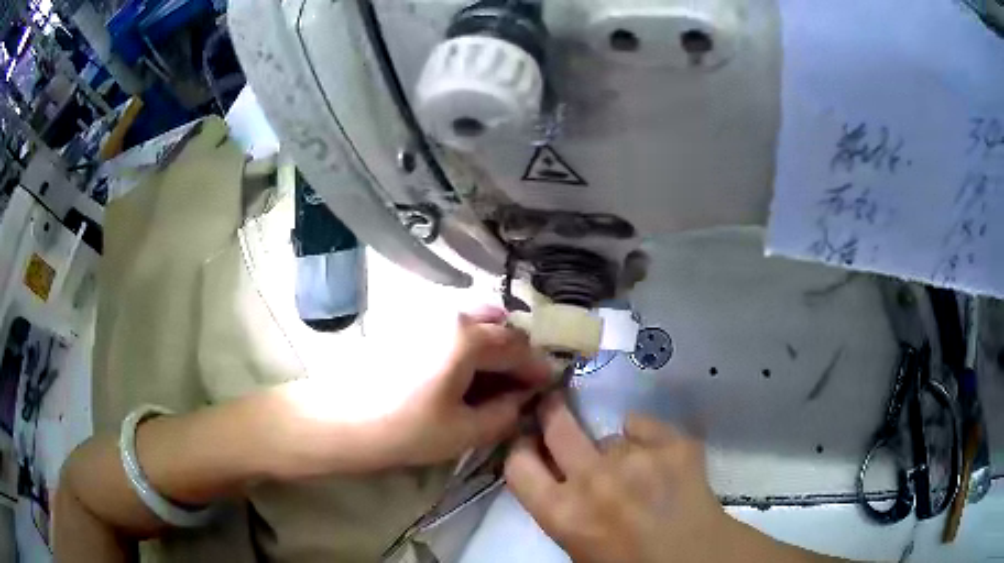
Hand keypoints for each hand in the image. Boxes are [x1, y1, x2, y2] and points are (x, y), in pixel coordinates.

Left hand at [275, 309, 551, 476]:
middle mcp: (450, 315)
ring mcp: (425, 316)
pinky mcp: (407, 325)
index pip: (519, 347)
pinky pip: (452, 327)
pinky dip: (470, 345)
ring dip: (493, 347)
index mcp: (468, 337)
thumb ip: (505, 413)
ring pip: (475, 323)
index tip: (549, 387)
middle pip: (499, 328)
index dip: (538, 368)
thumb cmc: (404, 429)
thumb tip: (524, 400)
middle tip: (521, 386)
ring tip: (494, 381)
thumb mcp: (464, 431)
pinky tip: (464, 374)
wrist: (338, 420)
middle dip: (518, 355)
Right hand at [504, 394, 737, 562]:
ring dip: (616, 451)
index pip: (518, 464)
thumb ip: (561, 507)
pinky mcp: (673, 443)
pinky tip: (660, 460)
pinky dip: (647, 438)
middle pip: (557, 424)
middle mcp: (592, 479)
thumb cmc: (630, 562)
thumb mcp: (578, 544)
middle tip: (556, 407)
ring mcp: (636, 457)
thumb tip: (555, 472)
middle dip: (552, 411)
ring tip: (638, 472)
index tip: (529, 442)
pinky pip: (643, 424)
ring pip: (610, 435)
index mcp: (563, 513)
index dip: (520, 449)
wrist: (696, 559)